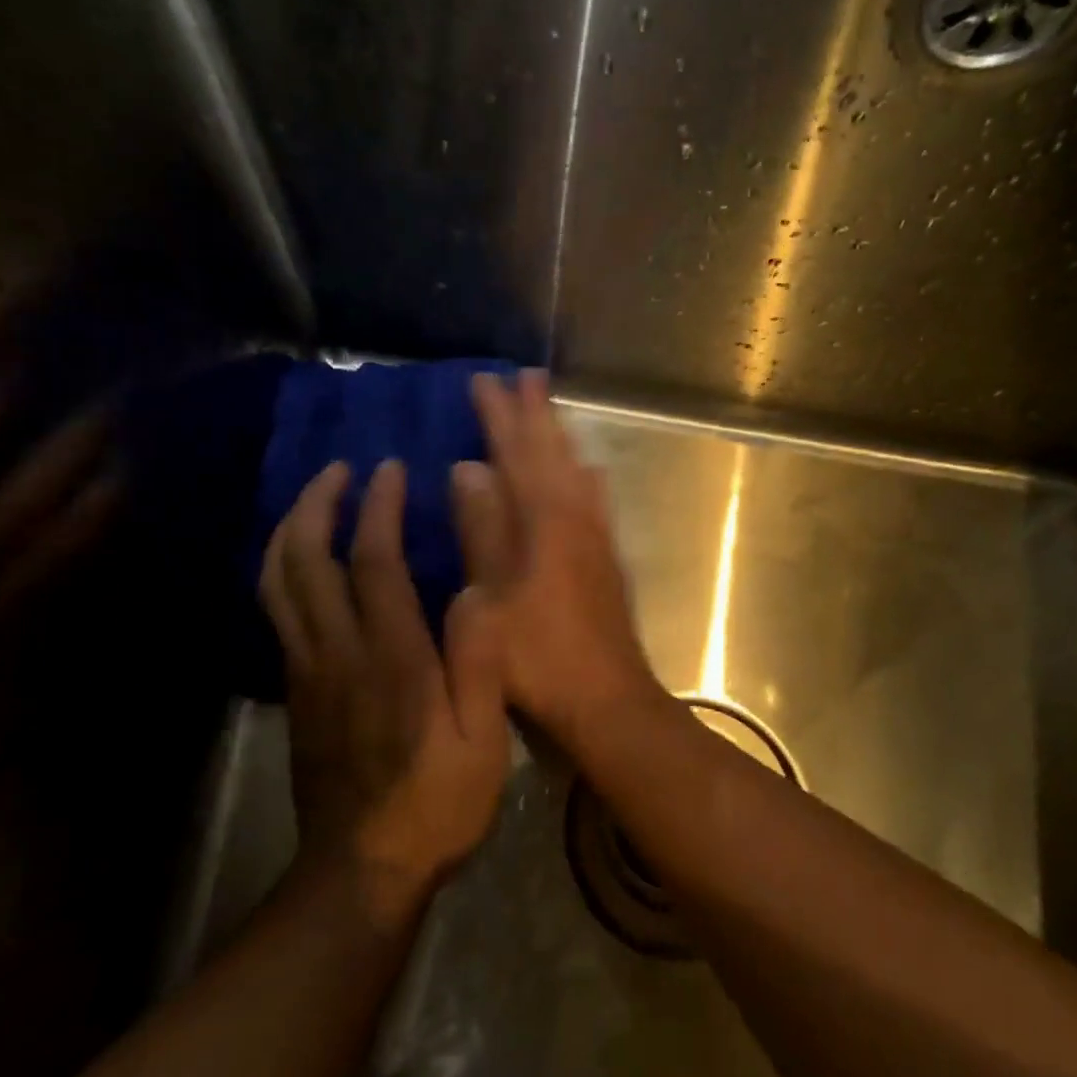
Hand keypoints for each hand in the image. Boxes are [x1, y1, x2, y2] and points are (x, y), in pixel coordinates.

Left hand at [260, 459, 507, 915]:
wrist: (363, 870)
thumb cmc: (437, 803)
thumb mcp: (484, 742)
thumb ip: (479, 663)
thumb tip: (474, 590)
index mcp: (392, 659)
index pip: (373, 562)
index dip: (378, 509)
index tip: (390, 471)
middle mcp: (339, 653)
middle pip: (307, 561)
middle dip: (318, 504)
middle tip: (340, 469)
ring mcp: (307, 672)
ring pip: (279, 584)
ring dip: (291, 531)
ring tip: (315, 499)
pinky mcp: (296, 692)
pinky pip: (278, 614)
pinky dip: (283, 571)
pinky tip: (302, 561)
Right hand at [458, 370, 665, 743]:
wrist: (607, 699)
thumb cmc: (538, 657)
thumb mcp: (489, 600)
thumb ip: (482, 531)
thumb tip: (469, 469)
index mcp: (543, 523)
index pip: (516, 454)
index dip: (499, 416)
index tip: (484, 380)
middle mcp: (575, 518)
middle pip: (552, 453)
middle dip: (535, 414)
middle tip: (525, 377)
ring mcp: (596, 538)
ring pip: (576, 470)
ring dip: (561, 437)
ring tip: (551, 410)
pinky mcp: (608, 560)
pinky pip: (595, 500)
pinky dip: (585, 476)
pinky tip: (587, 472)